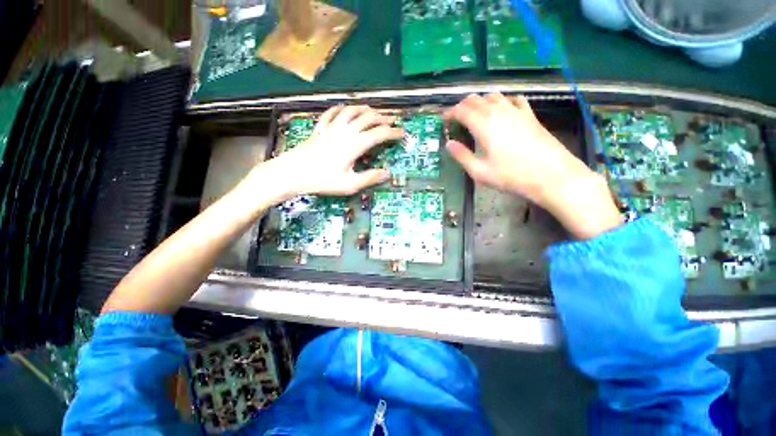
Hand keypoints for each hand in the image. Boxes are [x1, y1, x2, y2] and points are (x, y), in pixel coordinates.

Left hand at [259, 105, 402, 197]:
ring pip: (352, 110)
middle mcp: (346, 131)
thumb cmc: (322, 180)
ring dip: (365, 109)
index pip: (380, 133)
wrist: (293, 173)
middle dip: (383, 118)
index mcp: (355, 144)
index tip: (402, 133)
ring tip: (373, 112)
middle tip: (392, 122)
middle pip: (368, 117)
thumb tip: (387, 174)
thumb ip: (370, 178)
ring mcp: (332, 127)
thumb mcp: (349, 184)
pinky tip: (345, 109)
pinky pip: (333, 112)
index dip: (394, 133)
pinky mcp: (320, 128)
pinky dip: (342, 108)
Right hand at [445, 93, 621, 238]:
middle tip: (456, 118)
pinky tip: (502, 109)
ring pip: (494, 96)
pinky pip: (514, 99)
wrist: (551, 175)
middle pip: (476, 99)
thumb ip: (462, 156)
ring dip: (480, 102)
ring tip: (474, 114)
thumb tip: (449, 144)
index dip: (450, 113)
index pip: (462, 110)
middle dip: (462, 106)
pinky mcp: (530, 115)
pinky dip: (503, 101)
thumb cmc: (512, 176)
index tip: (444, 120)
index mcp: (484, 125)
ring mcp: (517, 111)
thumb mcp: (480, 172)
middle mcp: (499, 112)